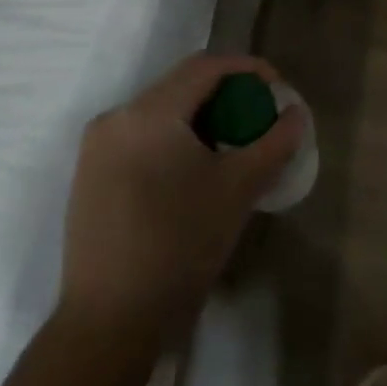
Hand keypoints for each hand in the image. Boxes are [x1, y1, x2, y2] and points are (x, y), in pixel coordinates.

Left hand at [58, 53, 303, 340]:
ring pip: (160, 112)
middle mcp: (115, 118)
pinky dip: (174, 138)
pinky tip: (193, 172)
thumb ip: (274, 142)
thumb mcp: (239, 189)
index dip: (247, 68)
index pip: (205, 66)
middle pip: (180, 86)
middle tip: (257, 120)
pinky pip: (141, 137)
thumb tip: (296, 113)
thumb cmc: (179, 244)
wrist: (110, 319)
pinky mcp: (89, 175)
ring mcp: (96, 148)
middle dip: (225, 95)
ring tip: (230, 147)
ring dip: (200, 118)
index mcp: (148, 113)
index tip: (276, 88)